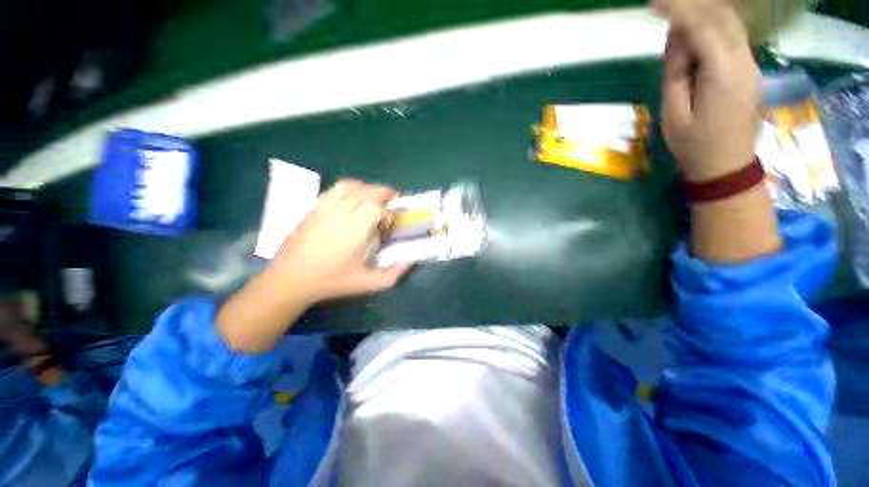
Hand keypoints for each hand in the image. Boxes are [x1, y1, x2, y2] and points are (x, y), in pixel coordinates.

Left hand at [216, 180, 410, 353]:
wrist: (291, 279)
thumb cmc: (332, 281)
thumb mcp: (368, 283)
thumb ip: (393, 273)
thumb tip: (411, 261)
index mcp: (355, 231)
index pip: (378, 207)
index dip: (393, 206)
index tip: (401, 210)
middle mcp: (341, 214)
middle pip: (366, 192)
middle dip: (384, 192)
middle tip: (395, 200)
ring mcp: (325, 208)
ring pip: (350, 186)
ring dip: (368, 187)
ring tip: (376, 195)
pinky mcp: (314, 208)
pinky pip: (334, 189)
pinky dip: (350, 187)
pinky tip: (354, 196)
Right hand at [657, 0, 761, 182]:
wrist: (726, 165)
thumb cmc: (694, 144)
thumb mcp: (674, 112)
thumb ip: (676, 74)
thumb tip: (677, 43)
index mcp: (723, 71)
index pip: (703, 25)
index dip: (678, 9)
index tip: (654, 3)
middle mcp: (744, 59)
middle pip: (722, 16)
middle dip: (692, 5)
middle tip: (663, 5)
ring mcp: (750, 63)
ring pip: (730, 23)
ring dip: (703, 13)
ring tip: (676, 17)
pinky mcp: (749, 69)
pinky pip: (732, 36)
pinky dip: (712, 26)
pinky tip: (693, 33)